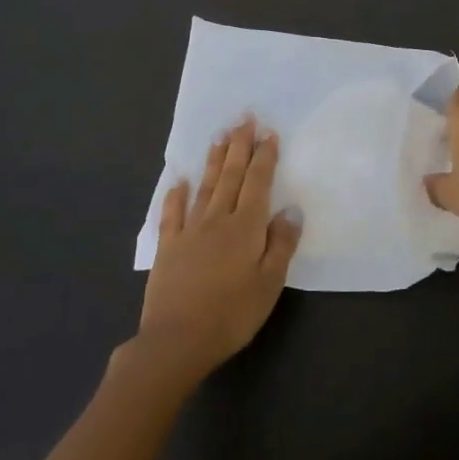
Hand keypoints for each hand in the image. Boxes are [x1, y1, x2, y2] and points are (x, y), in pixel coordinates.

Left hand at [135, 119, 302, 380]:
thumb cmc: (231, 315)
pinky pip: (172, 214)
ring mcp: (189, 231)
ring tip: (219, 135)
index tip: (268, 132)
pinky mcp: (168, 247)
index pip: (258, 182)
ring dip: (213, 160)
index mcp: (246, 227)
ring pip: (205, 187)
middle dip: (239, 145)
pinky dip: (176, 195)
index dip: (264, 156)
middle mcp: (218, 219)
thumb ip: (281, 243)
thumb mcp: (269, 283)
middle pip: (231, 175)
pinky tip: (178, 181)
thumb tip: (290, 208)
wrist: (176, 341)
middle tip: (243, 117)